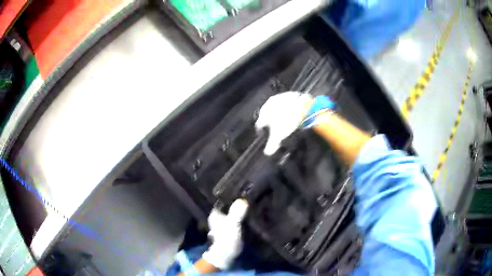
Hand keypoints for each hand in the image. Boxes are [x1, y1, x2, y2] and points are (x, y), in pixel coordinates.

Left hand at [202, 199, 248, 269]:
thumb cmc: (226, 238)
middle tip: (249, 198)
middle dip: (237, 203)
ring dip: (240, 211)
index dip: (232, 195)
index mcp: (214, 213)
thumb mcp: (232, 224)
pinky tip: (249, 215)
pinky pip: (235, 220)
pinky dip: (241, 218)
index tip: (243, 192)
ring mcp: (222, 224)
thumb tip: (242, 200)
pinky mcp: (229, 230)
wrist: (226, 255)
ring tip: (251, 205)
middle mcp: (217, 217)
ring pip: (232, 213)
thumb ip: (237, 212)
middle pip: (228, 206)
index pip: (223, 199)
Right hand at [255, 92, 312, 154]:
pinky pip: (285, 102)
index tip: (263, 134)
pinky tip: (290, 112)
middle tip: (273, 126)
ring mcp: (279, 97)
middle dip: (268, 119)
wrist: (303, 107)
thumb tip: (267, 153)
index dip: (261, 130)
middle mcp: (269, 103)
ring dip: (277, 112)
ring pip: (275, 106)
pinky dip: (286, 107)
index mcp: (264, 113)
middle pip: (266, 113)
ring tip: (282, 119)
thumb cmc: (287, 122)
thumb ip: (272, 144)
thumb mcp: (279, 135)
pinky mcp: (289, 94)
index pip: (259, 123)